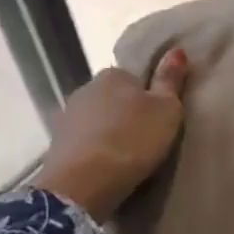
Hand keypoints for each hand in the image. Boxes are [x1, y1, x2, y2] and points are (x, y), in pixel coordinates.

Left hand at [29, 49, 189, 221]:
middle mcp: (85, 88)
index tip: (159, 119)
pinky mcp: (56, 145)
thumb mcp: (166, 109)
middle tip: (147, 139)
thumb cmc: (132, 140)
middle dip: (127, 114)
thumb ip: (170, 80)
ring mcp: (67, 117)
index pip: (135, 78)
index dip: (150, 97)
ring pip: (97, 120)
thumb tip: (177, 49)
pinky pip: (84, 142)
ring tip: (127, 157)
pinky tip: (106, 168)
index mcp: (113, 74)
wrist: (83, 184)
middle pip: (114, 98)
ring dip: (109, 133)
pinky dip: (95, 151)